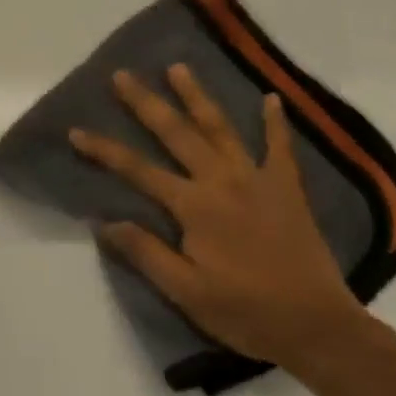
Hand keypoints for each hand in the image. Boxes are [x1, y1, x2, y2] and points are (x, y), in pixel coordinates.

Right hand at [69, 66, 363, 369]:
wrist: (320, 328)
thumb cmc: (246, 312)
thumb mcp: (187, 292)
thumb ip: (146, 254)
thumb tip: (104, 223)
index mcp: (194, 206)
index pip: (137, 170)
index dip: (104, 150)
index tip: (76, 131)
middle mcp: (222, 181)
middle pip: (176, 133)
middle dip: (145, 103)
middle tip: (122, 75)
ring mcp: (258, 179)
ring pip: (220, 128)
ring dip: (197, 96)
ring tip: (177, 67)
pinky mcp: (288, 189)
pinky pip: (281, 148)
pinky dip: (276, 123)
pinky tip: (272, 98)